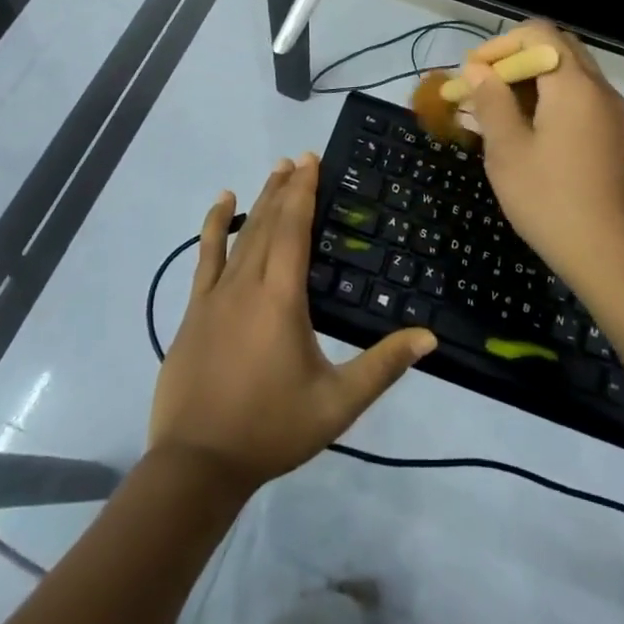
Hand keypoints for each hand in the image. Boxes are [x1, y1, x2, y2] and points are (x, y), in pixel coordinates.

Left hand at [149, 155, 436, 494]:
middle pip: (269, 223)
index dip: (303, 191)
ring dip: (259, 199)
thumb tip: (428, 336)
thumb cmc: (271, 429)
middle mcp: (248, 284)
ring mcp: (215, 295)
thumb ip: (382, 366)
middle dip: (285, 188)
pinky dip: (214, 226)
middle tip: (299, 158)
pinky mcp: (195, 310)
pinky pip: (205, 256)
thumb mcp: (336, 403)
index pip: (294, 229)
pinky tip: (221, 205)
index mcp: (281, 298)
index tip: (311, 160)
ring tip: (273, 170)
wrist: (196, 465)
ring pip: (241, 234)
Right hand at [461, 23, 623, 292]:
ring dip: (529, 81)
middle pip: (555, 48)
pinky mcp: (611, 135)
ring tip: (494, 112)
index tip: (472, 75)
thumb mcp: (508, 151)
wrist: (612, 257)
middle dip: (514, 60)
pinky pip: (577, 98)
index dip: (499, 45)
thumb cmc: (551, 201)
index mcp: (573, 84)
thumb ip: (491, 102)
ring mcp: (609, 112)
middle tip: (483, 88)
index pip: (537, 33)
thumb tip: (476, 69)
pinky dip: (547, 100)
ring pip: (566, 74)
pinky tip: (521, 132)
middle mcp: (597, 88)